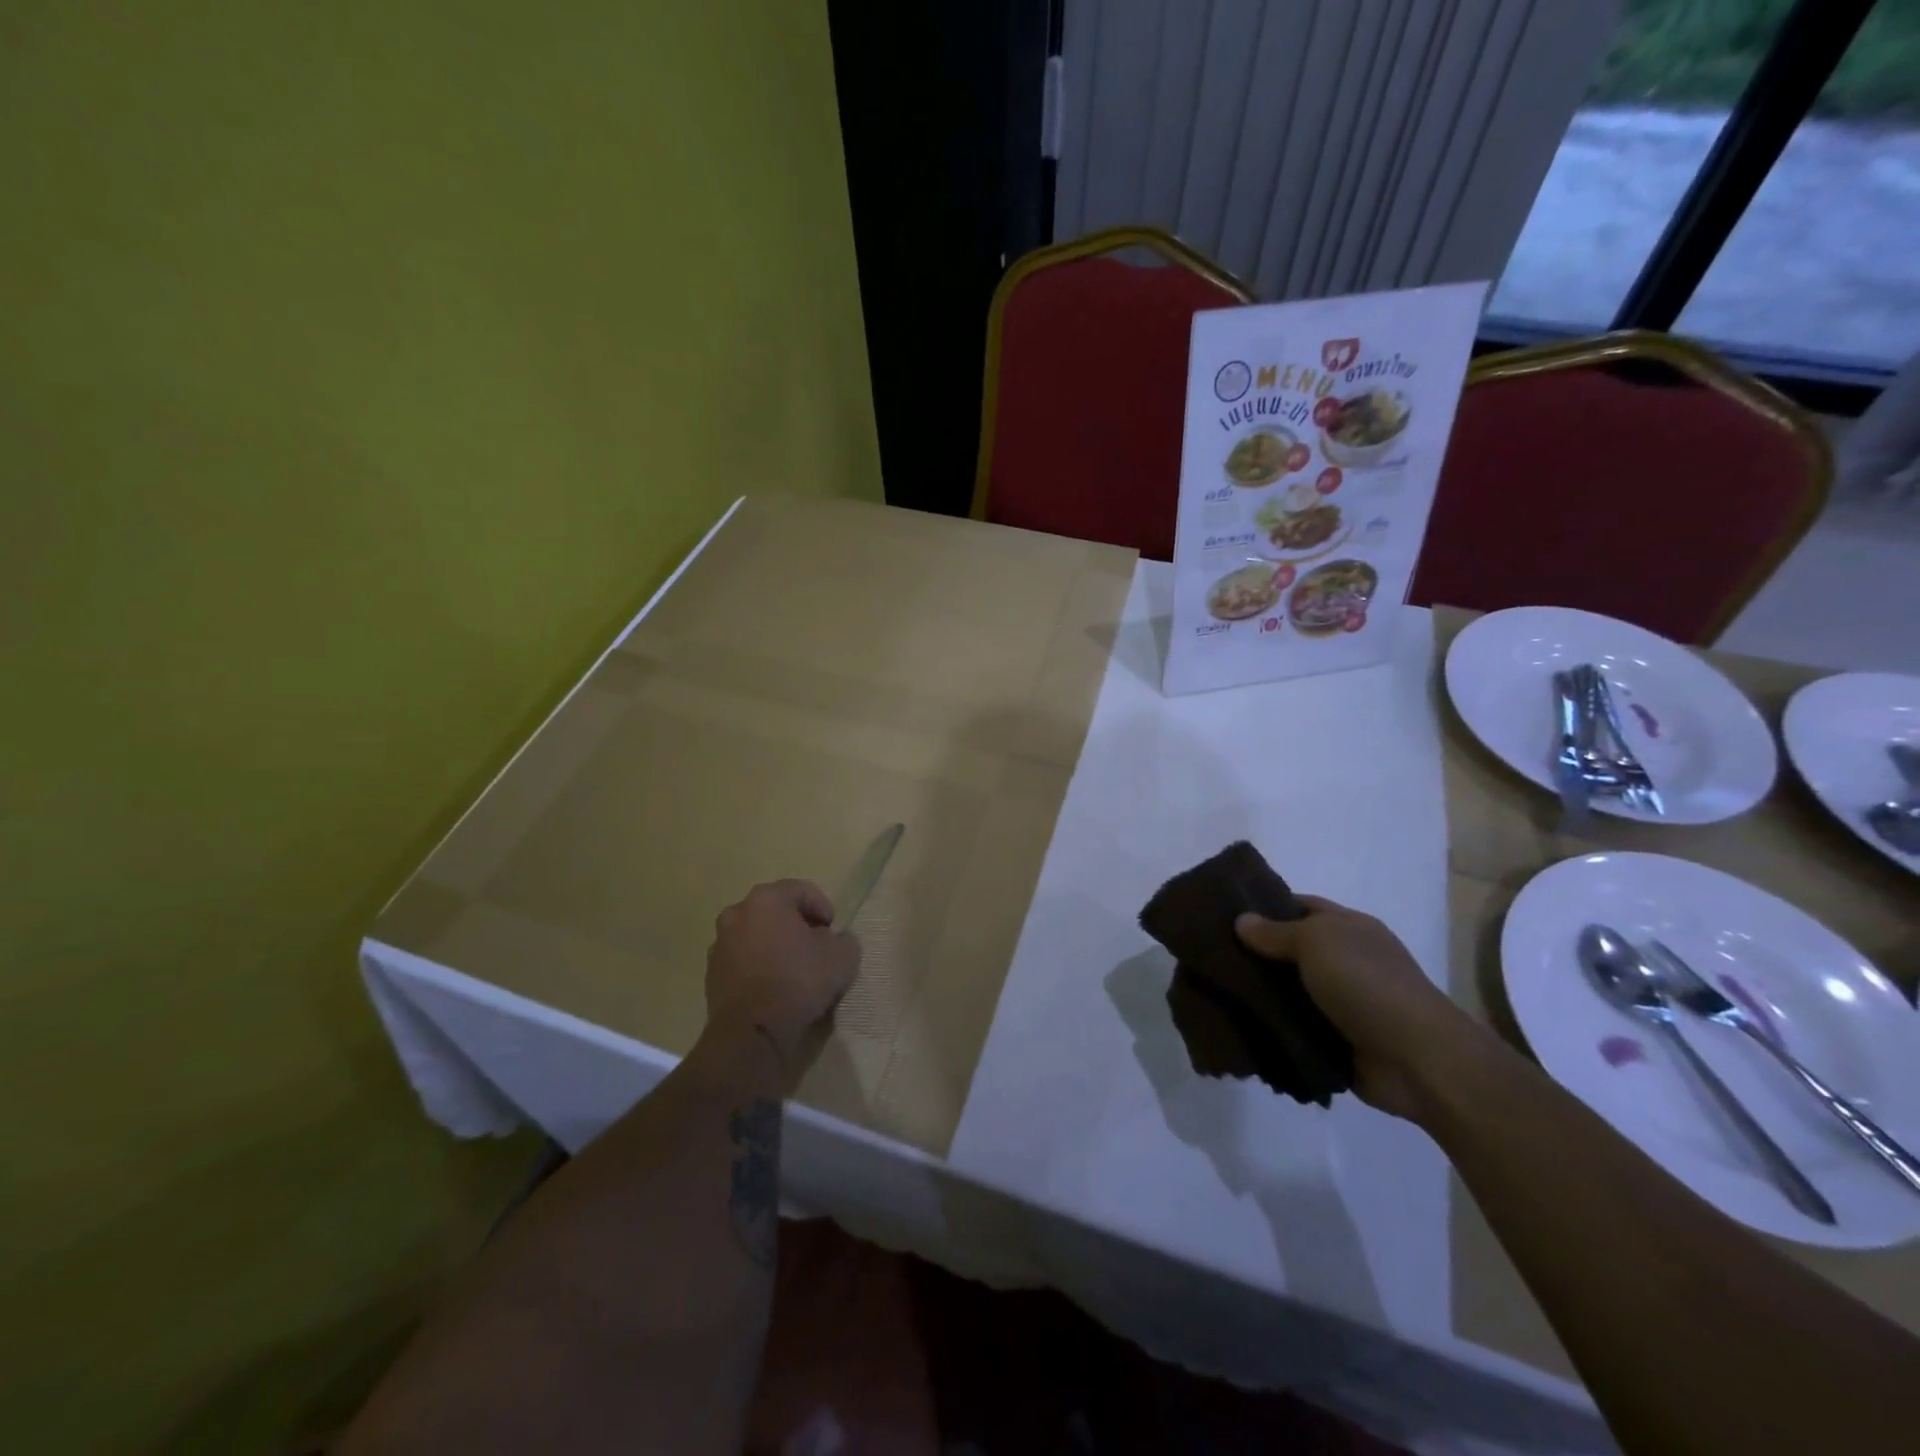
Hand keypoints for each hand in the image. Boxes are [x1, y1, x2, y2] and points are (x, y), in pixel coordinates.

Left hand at [704, 880, 861, 1090]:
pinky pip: (743, 959)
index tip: (833, 931)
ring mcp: (719, 943)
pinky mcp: (711, 973)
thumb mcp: (842, 957)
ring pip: (756, 934)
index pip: (801, 890)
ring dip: (775, 944)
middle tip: (816, 947)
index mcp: (767, 899)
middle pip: (775, 910)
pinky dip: (758, 965)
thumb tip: (835, 941)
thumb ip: (844, 940)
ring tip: (794, 969)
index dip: (823, 907)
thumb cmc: (799, 982)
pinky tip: (774, 987)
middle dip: (797, 924)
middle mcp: (737, 913)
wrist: (752, 1033)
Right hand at [1235, 896, 1493, 1122]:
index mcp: (1349, 929)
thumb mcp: (1317, 942)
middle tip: (1208, 955)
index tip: (1223, 913)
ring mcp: (1341, 1003)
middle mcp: (1345, 961)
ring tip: (1212, 992)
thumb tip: (1241, 920)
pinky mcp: (1335, 1042)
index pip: (1300, 906)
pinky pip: (1293, 1029)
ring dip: (1258, 995)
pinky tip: (1234, 1025)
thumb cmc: (1367, 984)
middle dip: (1253, 954)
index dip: (1264, 905)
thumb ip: (1276, 932)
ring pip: (1288, 992)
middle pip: (1290, 950)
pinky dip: (1270, 1029)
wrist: (1417, 1060)